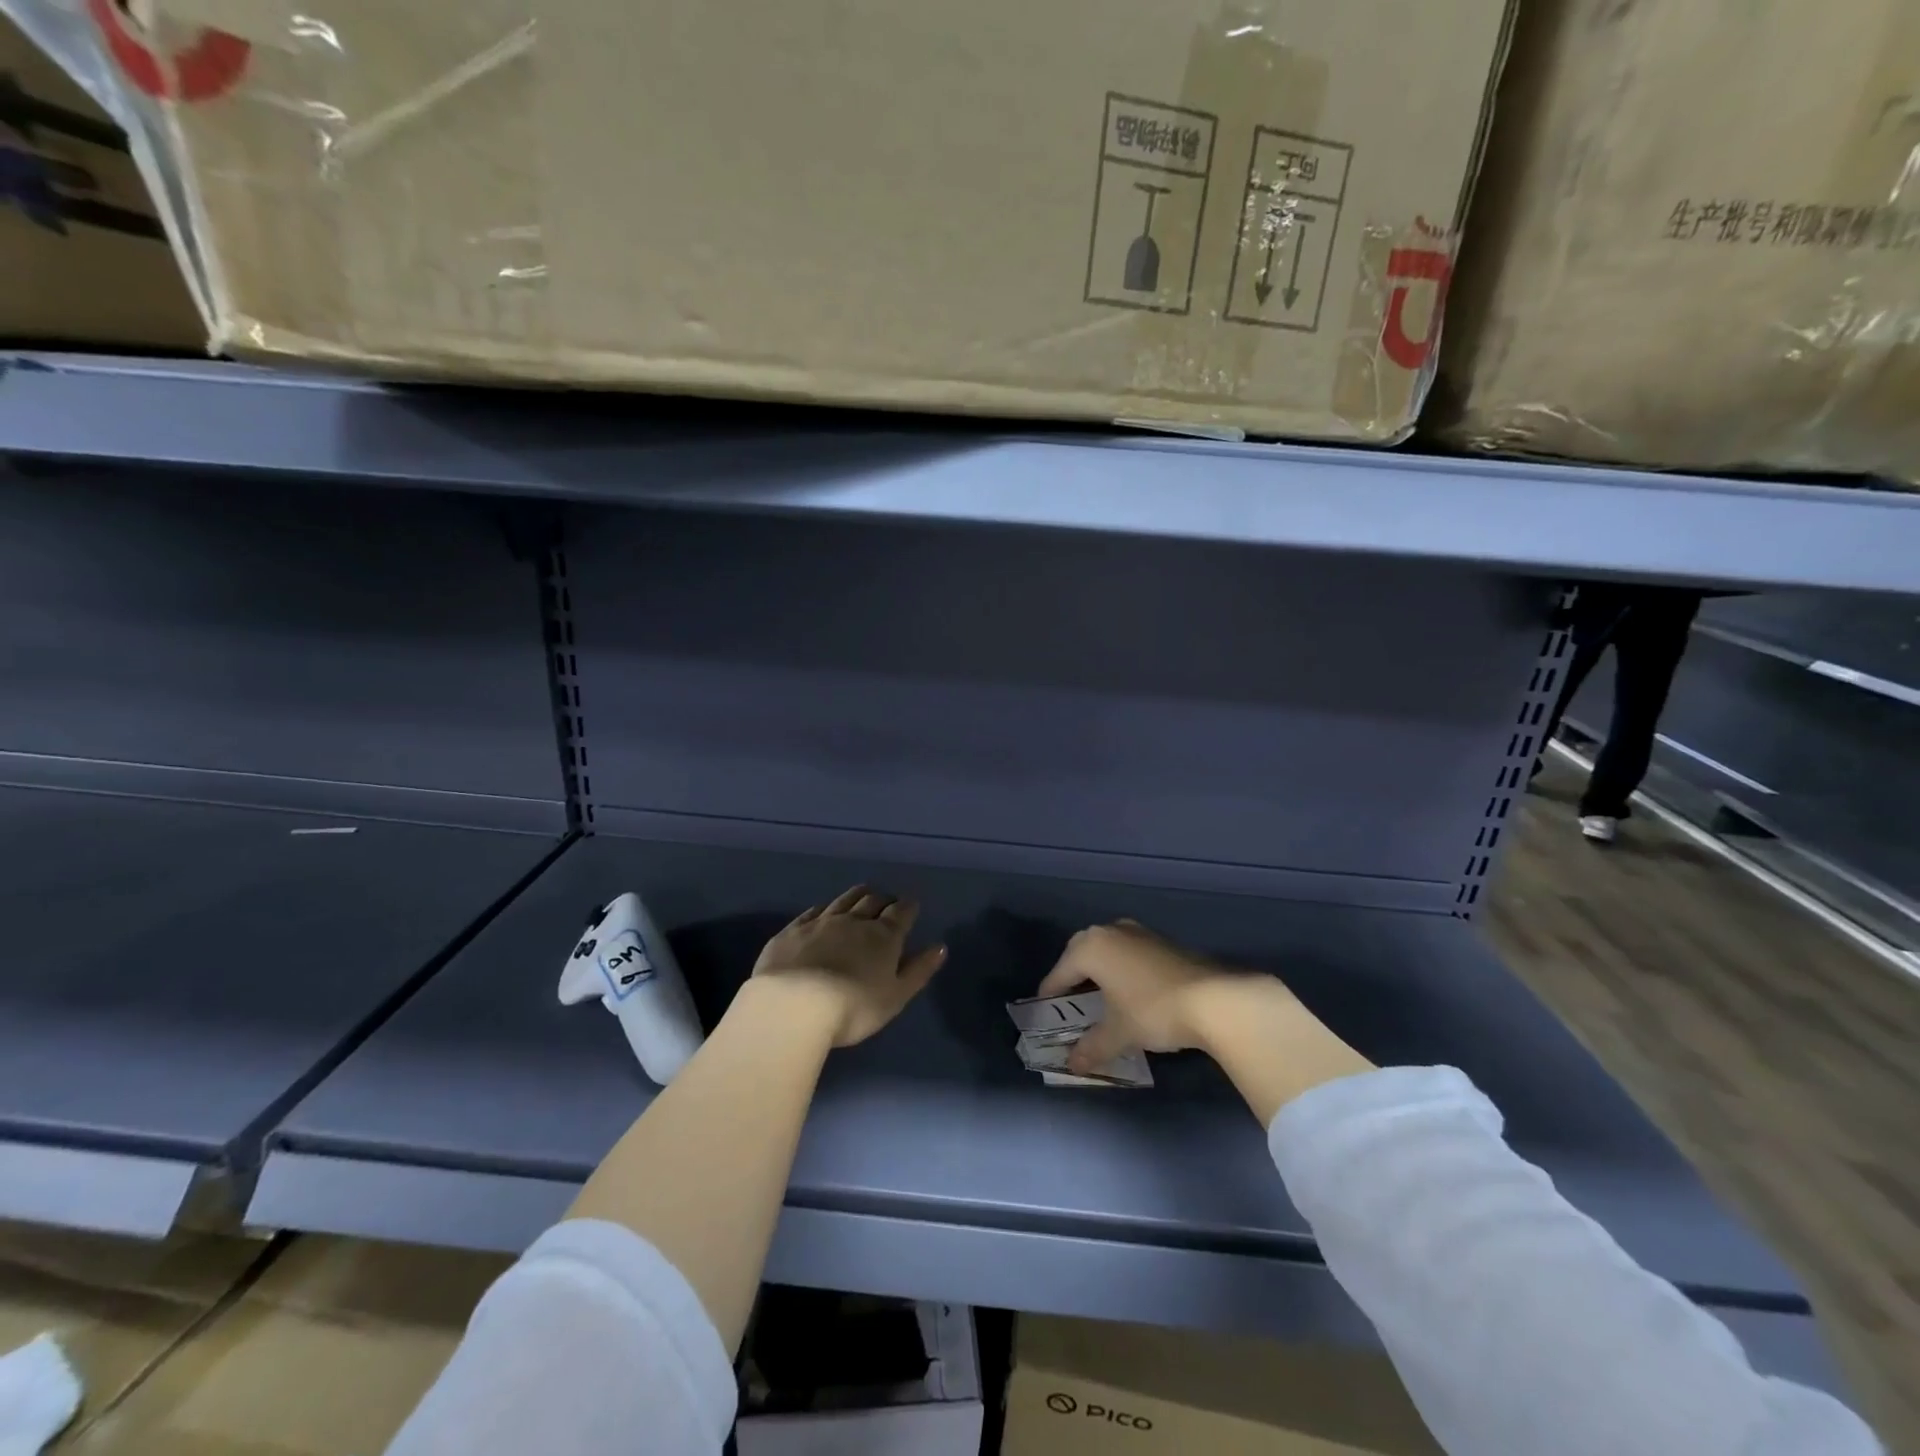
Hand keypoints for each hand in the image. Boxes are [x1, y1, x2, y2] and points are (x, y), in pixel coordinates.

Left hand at [746, 885, 946, 1047]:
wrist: (794, 1005)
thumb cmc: (854, 1007)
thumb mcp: (895, 996)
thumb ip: (919, 970)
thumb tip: (941, 946)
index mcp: (883, 936)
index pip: (901, 912)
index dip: (908, 907)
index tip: (911, 906)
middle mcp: (854, 921)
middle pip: (872, 901)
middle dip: (883, 899)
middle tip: (887, 902)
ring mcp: (820, 922)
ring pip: (843, 900)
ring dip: (856, 895)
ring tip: (862, 894)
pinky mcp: (792, 931)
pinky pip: (812, 912)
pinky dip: (823, 909)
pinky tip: (822, 912)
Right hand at [1035, 920, 1289, 1074]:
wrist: (1215, 999)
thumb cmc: (1153, 1010)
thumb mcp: (1118, 1033)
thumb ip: (1091, 1047)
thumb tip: (1073, 1064)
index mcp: (1091, 947)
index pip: (1060, 971)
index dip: (1051, 993)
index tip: (1044, 1010)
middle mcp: (1111, 931)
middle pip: (1081, 952)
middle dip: (1073, 974)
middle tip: (1070, 1000)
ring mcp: (1139, 932)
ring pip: (1108, 948)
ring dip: (1100, 969)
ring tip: (1100, 996)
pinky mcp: (1163, 941)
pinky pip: (1129, 952)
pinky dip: (1122, 968)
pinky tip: (1130, 991)